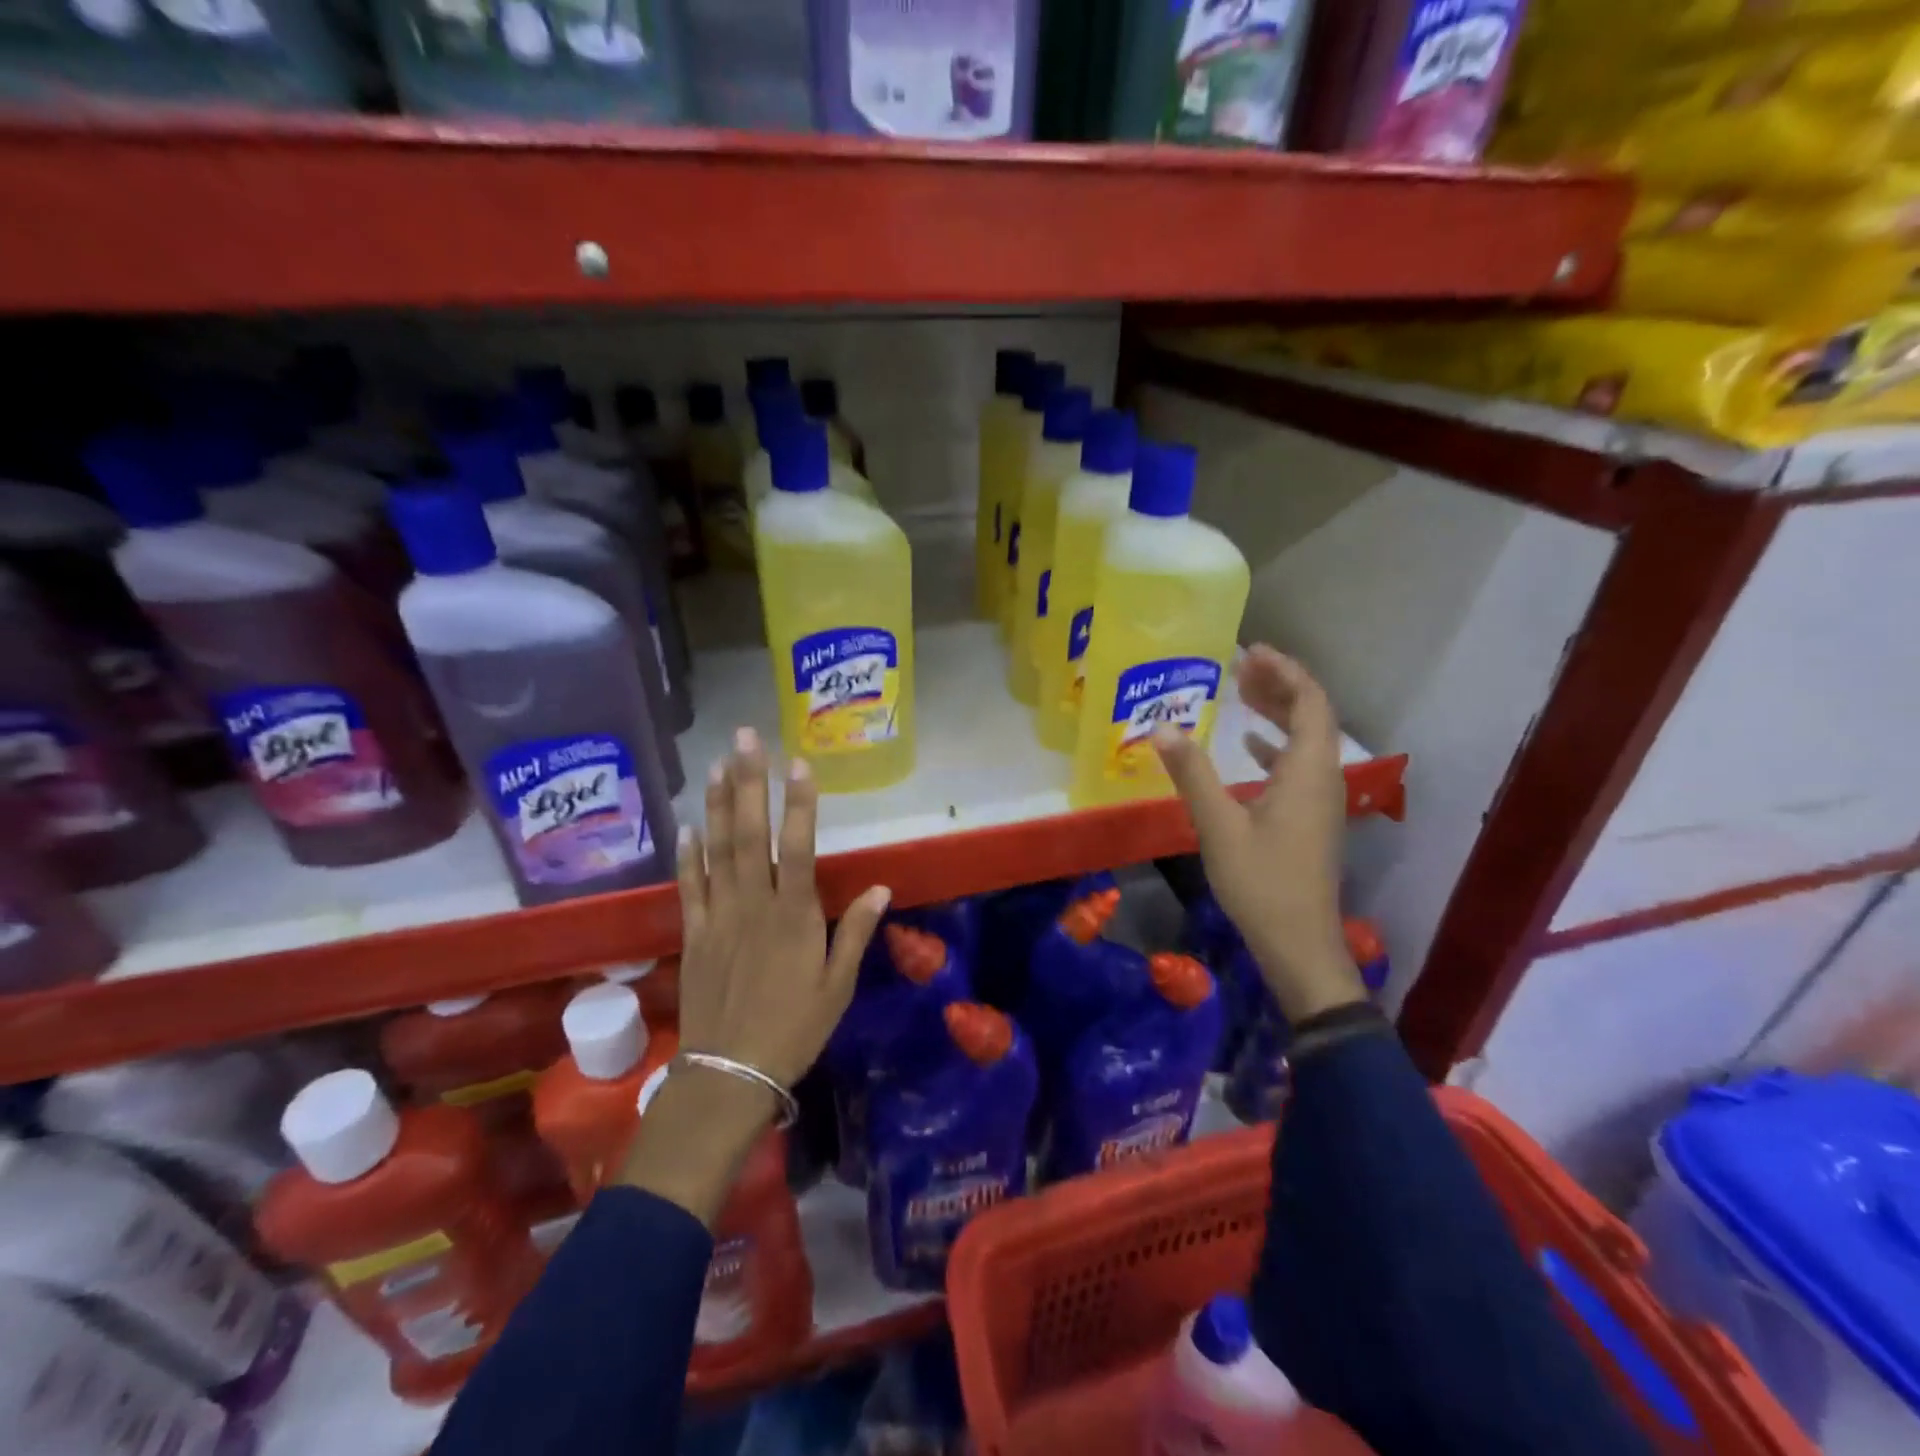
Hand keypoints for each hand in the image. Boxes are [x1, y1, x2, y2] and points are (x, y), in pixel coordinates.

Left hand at [678, 728, 890, 1086]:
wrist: (730, 1074)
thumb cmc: (793, 1029)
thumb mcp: (837, 986)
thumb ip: (855, 932)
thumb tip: (881, 887)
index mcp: (794, 916)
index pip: (798, 847)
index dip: (799, 804)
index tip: (799, 763)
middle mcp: (753, 905)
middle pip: (750, 835)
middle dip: (749, 783)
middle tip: (745, 739)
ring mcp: (718, 916)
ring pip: (716, 850)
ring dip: (716, 805)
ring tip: (716, 764)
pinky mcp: (694, 934)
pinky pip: (689, 887)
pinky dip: (688, 855)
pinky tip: (688, 828)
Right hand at [1153, 646, 1364, 1022]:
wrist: (1299, 945)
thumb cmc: (1261, 883)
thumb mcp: (1218, 825)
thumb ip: (1191, 773)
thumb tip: (1159, 727)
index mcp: (1310, 771)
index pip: (1309, 701)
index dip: (1284, 671)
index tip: (1249, 651)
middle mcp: (1324, 778)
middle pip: (1312, 715)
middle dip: (1279, 686)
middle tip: (1239, 667)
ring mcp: (1321, 801)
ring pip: (1307, 740)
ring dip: (1278, 713)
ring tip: (1241, 694)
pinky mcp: (1312, 820)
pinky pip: (1300, 766)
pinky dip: (1277, 746)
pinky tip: (1251, 747)